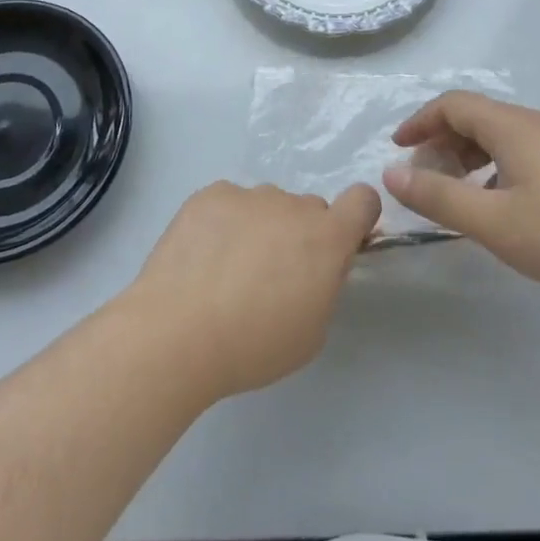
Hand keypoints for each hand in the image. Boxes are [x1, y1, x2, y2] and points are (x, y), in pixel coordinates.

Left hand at [126, 181, 381, 399]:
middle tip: (273, 275)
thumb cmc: (253, 345)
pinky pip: (230, 202)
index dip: (358, 218)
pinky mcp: (210, 195)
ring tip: (227, 270)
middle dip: (302, 235)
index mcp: (326, 238)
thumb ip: (325, 286)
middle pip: (309, 209)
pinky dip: (225, 222)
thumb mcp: (312, 331)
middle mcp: (292, 205)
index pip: (363, 200)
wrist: (177, 333)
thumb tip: (317, 267)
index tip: (342, 244)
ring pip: (267, 205)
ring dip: (262, 227)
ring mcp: (248, 195)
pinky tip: (203, 257)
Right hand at [382, 91, 539, 306]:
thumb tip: (392, 173)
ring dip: (470, 155)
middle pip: (477, 117)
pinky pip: (526, 150)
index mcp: (513, 126)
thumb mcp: (492, 222)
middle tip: (425, 178)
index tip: (398, 149)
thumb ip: (438, 197)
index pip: (453, 104)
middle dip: (442, 141)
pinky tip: (504, 203)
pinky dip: (498, 166)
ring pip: (503, 135)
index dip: (419, 121)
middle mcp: (538, 123)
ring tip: (459, 193)